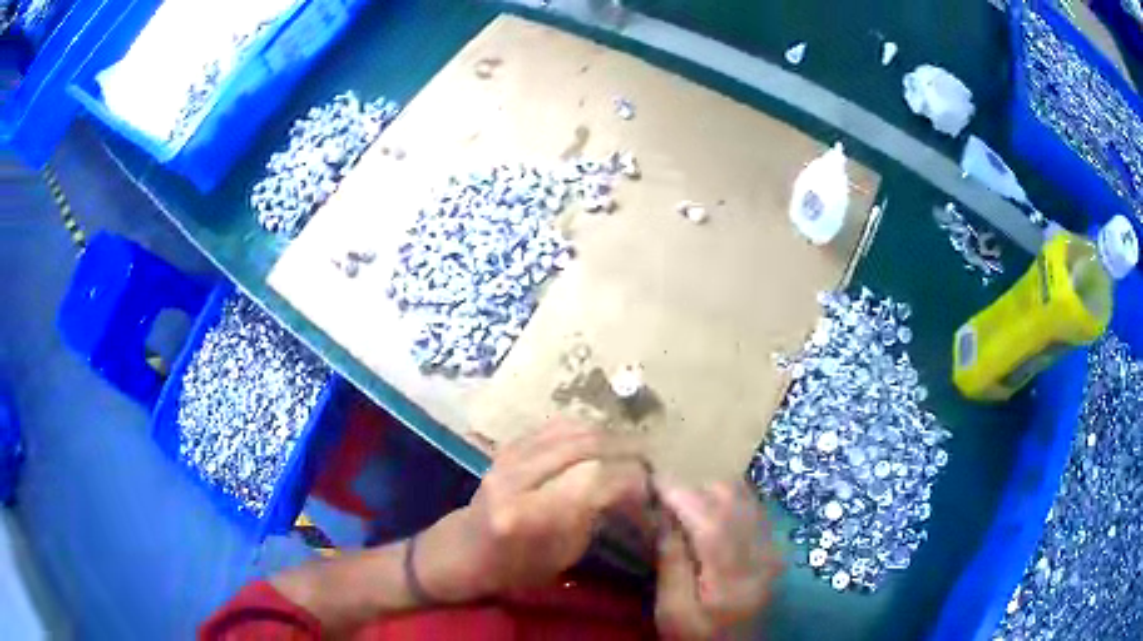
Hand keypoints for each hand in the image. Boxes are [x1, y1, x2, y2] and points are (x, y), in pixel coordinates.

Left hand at [417, 421, 648, 601]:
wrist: (461, 551)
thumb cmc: (514, 570)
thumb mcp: (563, 555)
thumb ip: (598, 516)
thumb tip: (638, 489)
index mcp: (529, 515)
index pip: (596, 477)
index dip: (632, 478)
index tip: (651, 489)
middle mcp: (517, 477)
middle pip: (588, 445)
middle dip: (628, 452)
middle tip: (650, 466)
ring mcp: (508, 455)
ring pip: (575, 429)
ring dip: (611, 438)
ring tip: (632, 455)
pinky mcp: (508, 445)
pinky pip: (558, 426)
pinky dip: (589, 432)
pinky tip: (603, 446)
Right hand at [654, 480, 782, 639]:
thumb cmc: (697, 636)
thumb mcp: (672, 610)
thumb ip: (671, 562)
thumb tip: (662, 515)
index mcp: (733, 576)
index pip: (712, 522)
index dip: (683, 494)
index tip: (653, 478)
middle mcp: (762, 553)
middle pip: (733, 501)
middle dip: (695, 488)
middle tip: (664, 497)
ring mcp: (773, 547)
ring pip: (746, 497)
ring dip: (712, 491)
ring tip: (683, 503)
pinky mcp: (774, 546)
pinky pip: (753, 506)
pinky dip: (729, 498)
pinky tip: (709, 510)